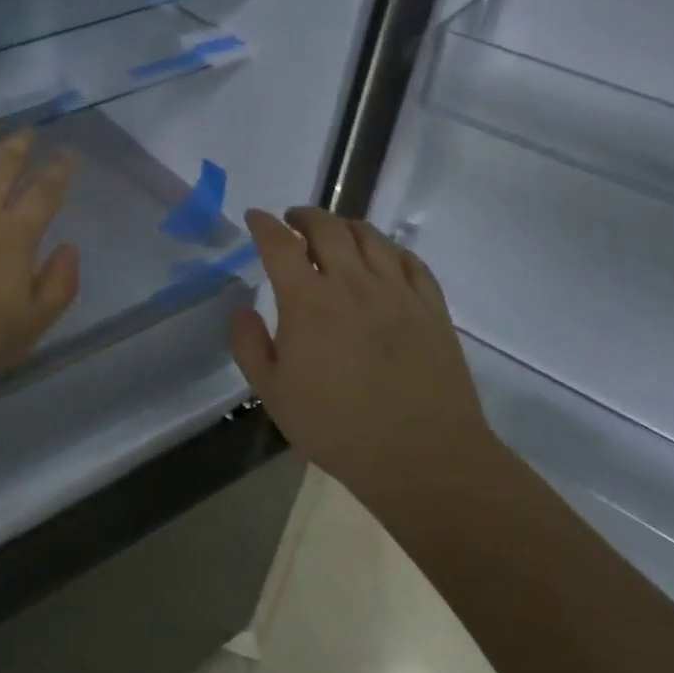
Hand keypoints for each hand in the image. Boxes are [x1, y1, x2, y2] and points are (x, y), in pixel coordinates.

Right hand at [229, 207, 496, 510]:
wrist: (421, 456)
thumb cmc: (337, 427)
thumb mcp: (272, 394)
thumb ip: (249, 346)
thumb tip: (242, 311)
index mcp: (307, 302)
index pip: (280, 244)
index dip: (263, 224)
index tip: (255, 217)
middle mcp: (352, 284)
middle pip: (328, 228)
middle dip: (304, 216)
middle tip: (293, 221)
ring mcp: (397, 292)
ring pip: (370, 237)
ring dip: (345, 226)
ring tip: (335, 233)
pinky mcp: (431, 307)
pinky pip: (410, 260)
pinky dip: (389, 248)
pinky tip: (383, 257)